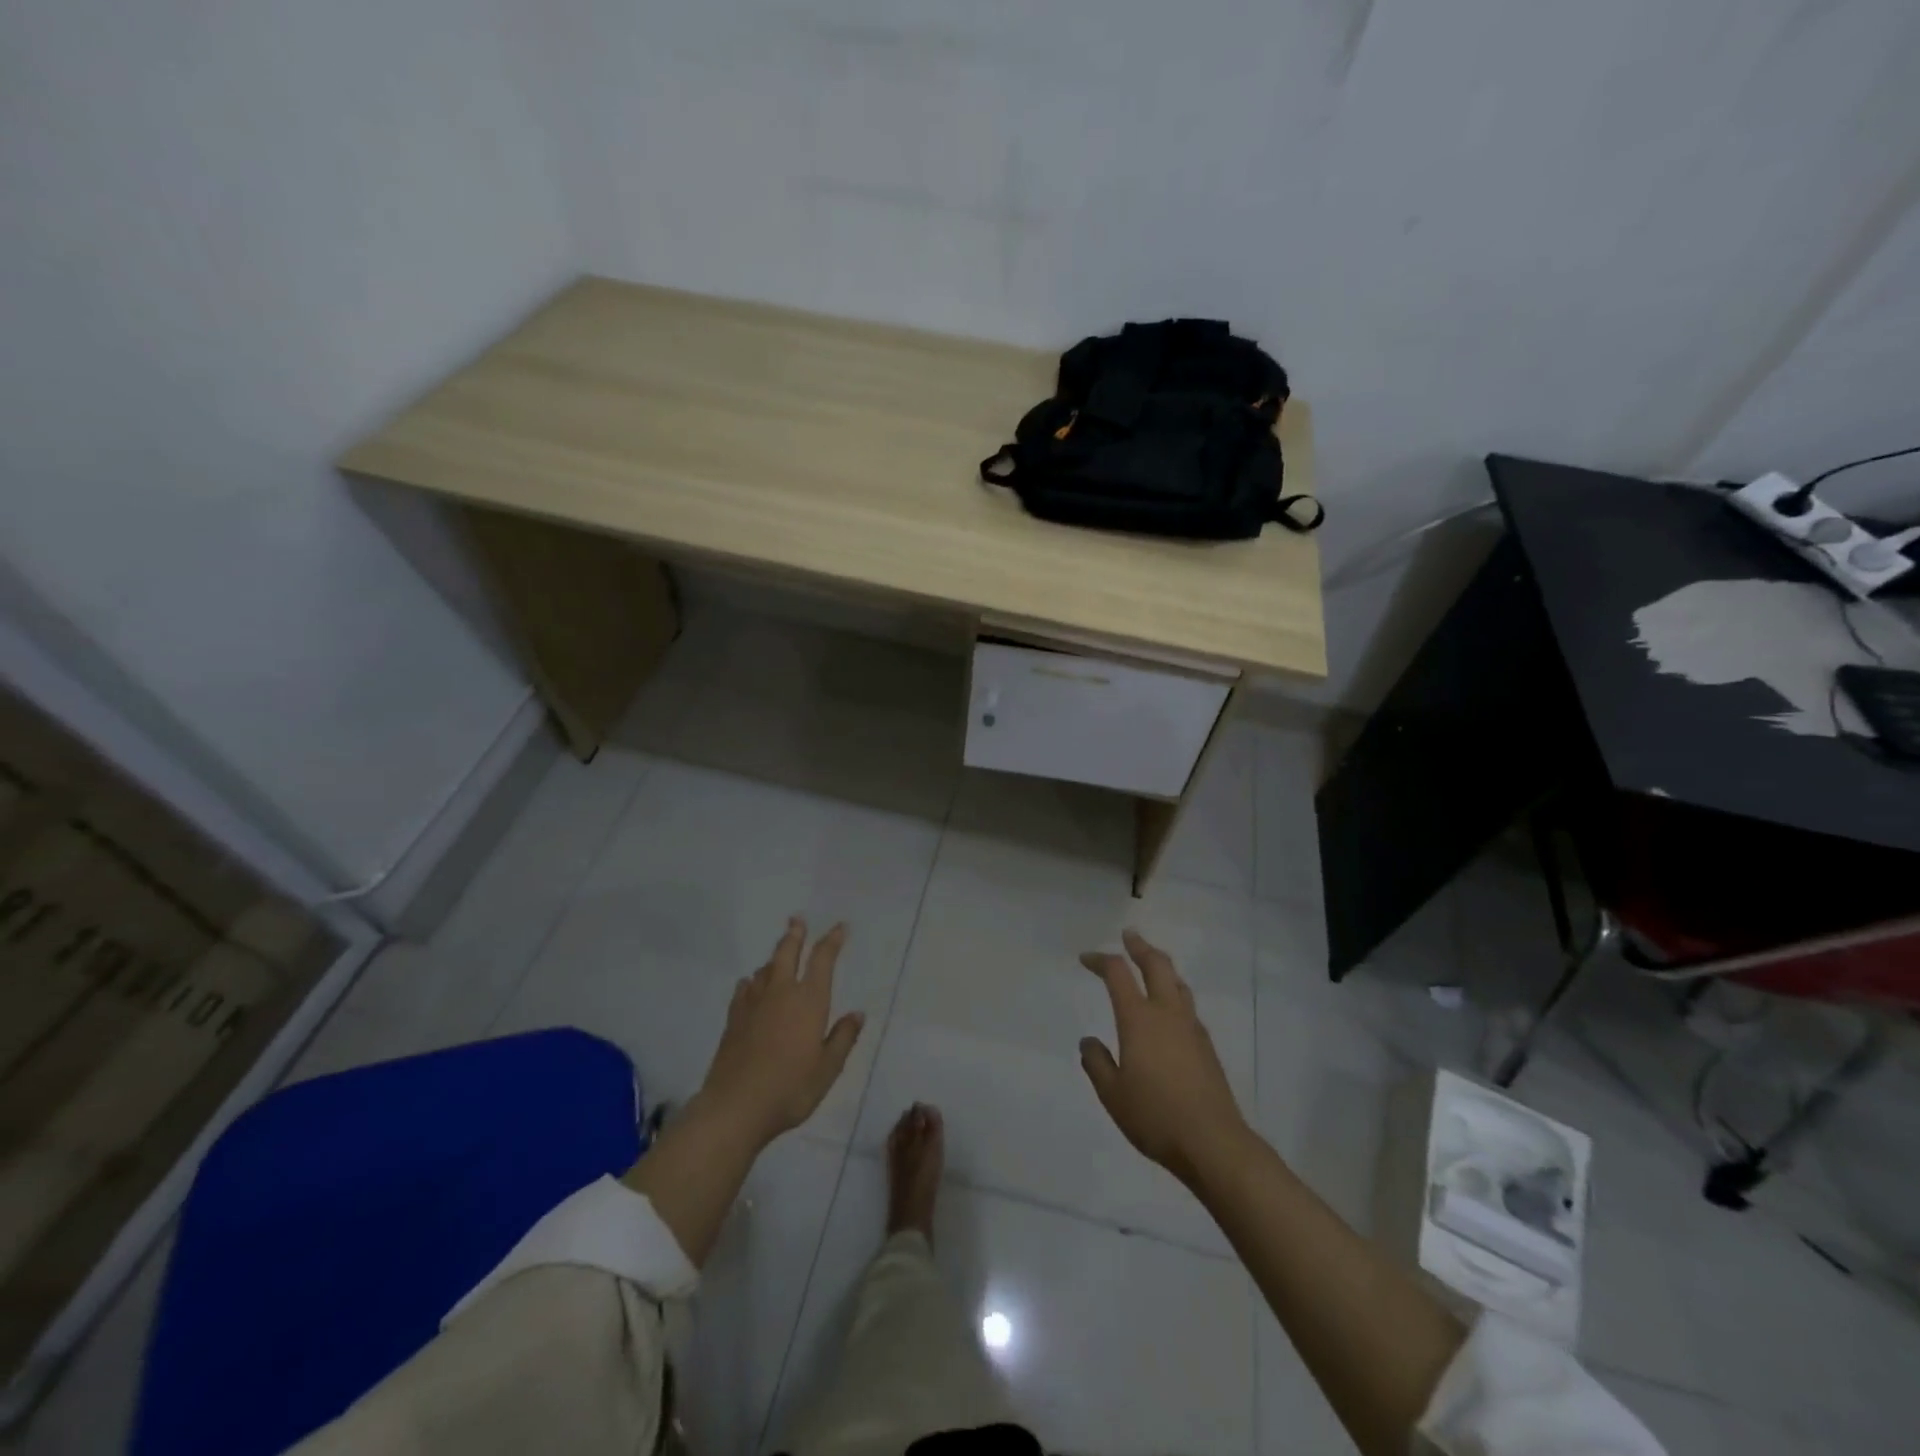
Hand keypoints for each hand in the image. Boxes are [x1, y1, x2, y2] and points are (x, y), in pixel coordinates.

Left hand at [697, 918, 864, 1145]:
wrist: (735, 1107)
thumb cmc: (790, 1089)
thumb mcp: (828, 1069)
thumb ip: (843, 1038)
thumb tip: (858, 1014)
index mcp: (809, 1001)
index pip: (823, 960)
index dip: (832, 940)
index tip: (839, 927)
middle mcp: (781, 993)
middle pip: (787, 952)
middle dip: (795, 934)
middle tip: (797, 919)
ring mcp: (753, 1004)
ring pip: (765, 969)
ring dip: (774, 957)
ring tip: (779, 954)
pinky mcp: (733, 1019)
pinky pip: (744, 989)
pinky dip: (751, 981)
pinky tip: (750, 984)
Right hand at [1079, 929, 1248, 1185]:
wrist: (1213, 1142)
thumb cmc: (1155, 1116)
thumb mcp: (1112, 1094)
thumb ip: (1097, 1063)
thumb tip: (1089, 1041)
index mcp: (1139, 1019)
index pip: (1117, 973)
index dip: (1100, 960)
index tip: (1086, 958)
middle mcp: (1167, 1013)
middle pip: (1156, 965)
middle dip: (1140, 946)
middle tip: (1129, 935)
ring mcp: (1191, 1028)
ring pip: (1177, 982)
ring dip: (1161, 967)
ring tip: (1151, 965)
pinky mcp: (1207, 1046)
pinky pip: (1187, 1006)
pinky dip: (1174, 993)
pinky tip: (1169, 1010)